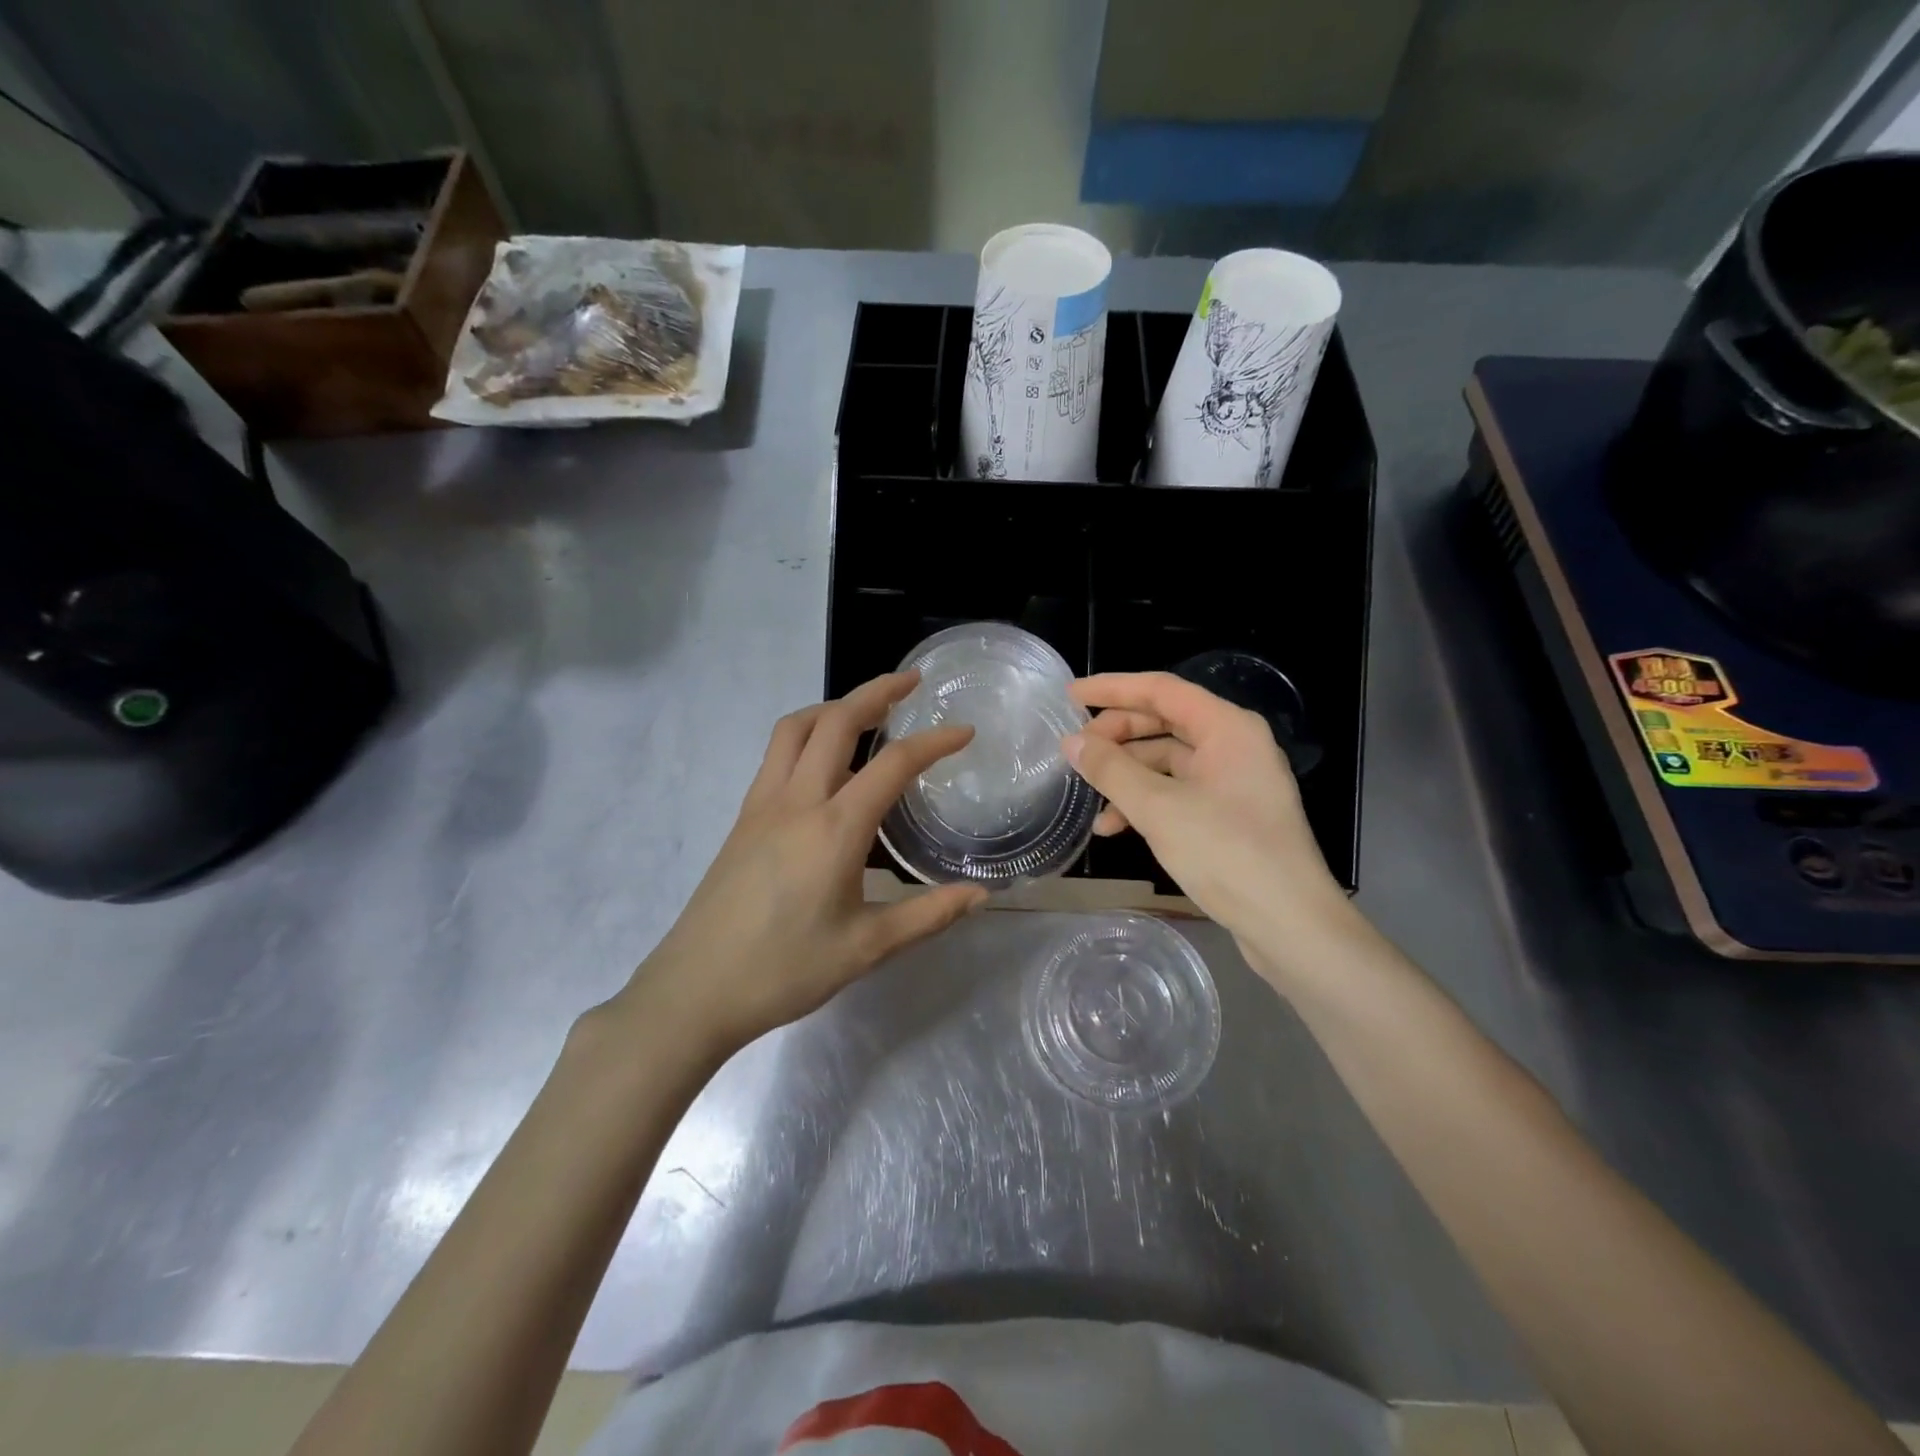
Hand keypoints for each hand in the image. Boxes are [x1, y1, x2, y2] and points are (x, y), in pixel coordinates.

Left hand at [605, 672, 986, 1053]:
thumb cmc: (785, 970)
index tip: (964, 731)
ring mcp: (762, 805)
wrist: (694, 990)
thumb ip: (928, 915)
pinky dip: (807, 736)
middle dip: (876, 693)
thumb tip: (981, 895)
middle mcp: (797, 801)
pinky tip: (826, 766)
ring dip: (834, 707)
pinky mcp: (743, 818)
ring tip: (867, 713)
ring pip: (796, 729)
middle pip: (835, 721)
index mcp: (834, 829)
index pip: (893, 765)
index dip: (934, 742)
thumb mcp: (867, 948)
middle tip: (911, 684)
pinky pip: (777, 755)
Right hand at [1063, 672, 1357, 980]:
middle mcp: (1234, 746)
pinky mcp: (1229, 816)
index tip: (1069, 696)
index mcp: (1227, 728)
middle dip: (1116, 736)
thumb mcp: (1158, 808)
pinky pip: (1178, 793)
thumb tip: (1072, 742)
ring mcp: (1233, 782)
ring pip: (1167, 762)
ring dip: (1126, 776)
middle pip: (1164, 723)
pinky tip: (1114, 827)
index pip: (1161, 690)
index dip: (1112, 688)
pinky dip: (1145, 803)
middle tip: (1075, 751)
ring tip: (1088, 796)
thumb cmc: (1226, 853)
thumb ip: (1111, 770)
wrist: (1289, 924)